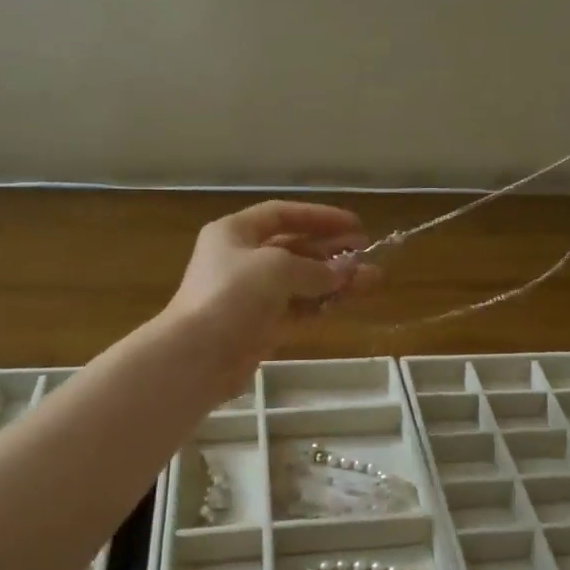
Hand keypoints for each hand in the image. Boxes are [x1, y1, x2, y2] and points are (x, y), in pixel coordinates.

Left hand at [164, 202, 368, 391]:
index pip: (283, 214)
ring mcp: (250, 295)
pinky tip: (347, 301)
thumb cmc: (232, 296)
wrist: (197, 356)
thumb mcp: (278, 269)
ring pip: (300, 281)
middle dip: (332, 250)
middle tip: (367, 251)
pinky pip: (297, 309)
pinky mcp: (260, 326)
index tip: (354, 224)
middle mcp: (241, 259)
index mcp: (235, 233)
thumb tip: (349, 269)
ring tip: (371, 278)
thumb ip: (318, 268)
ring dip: (333, 279)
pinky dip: (321, 304)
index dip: (320, 216)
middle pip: (294, 247)